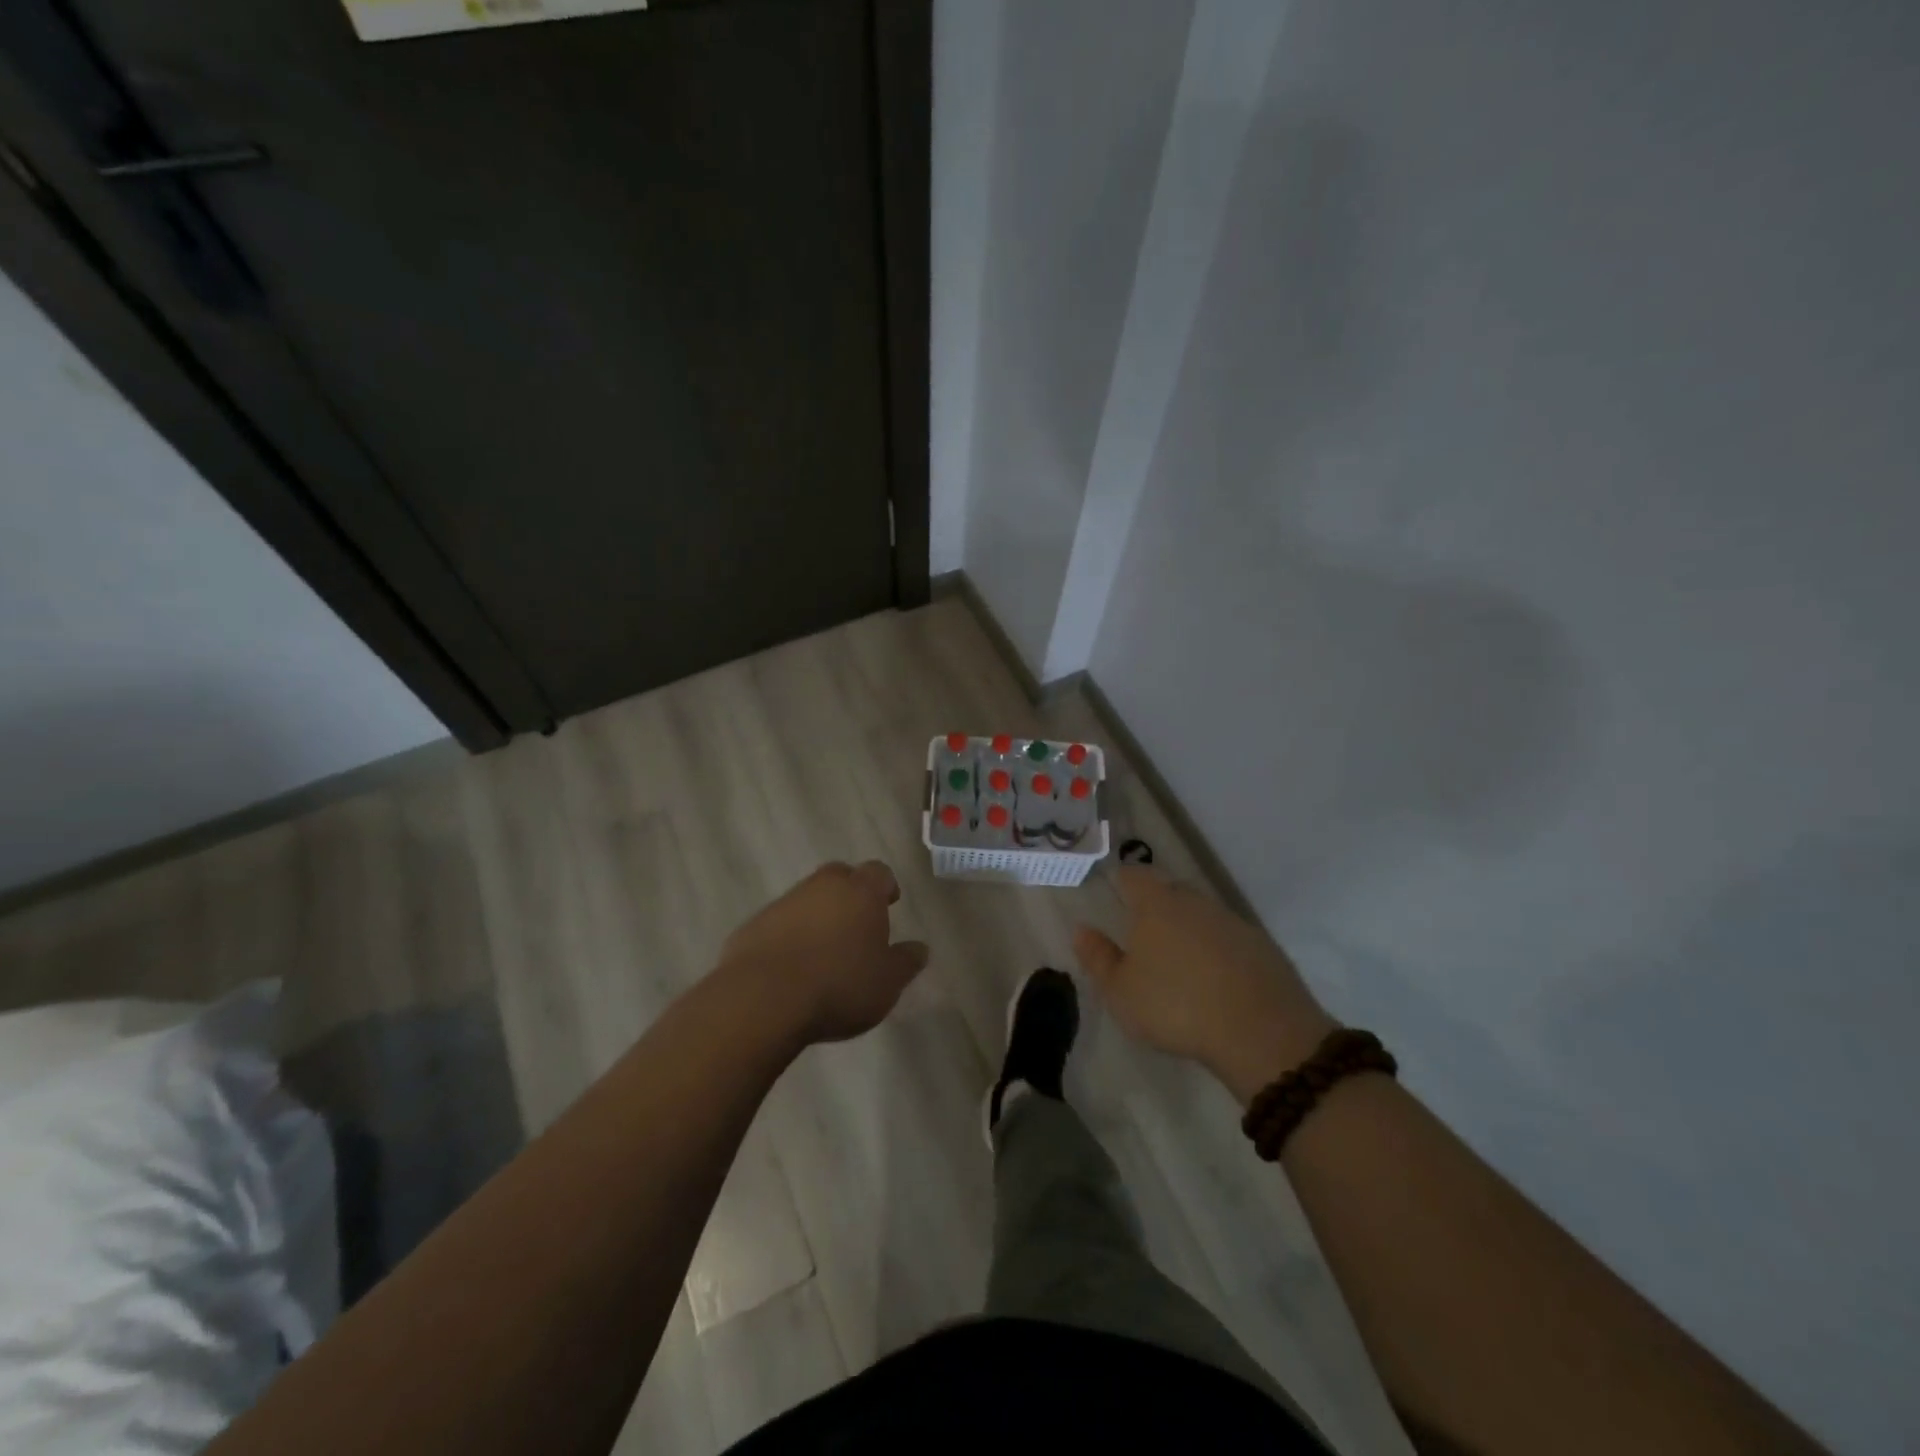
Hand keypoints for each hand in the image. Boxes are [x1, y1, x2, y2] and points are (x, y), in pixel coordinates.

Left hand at [719, 861, 929, 1047]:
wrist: (762, 999)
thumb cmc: (839, 985)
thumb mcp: (887, 983)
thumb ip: (906, 962)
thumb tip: (920, 948)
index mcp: (860, 892)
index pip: (879, 872)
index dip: (885, 887)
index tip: (889, 904)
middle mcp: (822, 886)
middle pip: (840, 877)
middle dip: (850, 893)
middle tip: (856, 924)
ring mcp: (784, 903)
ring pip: (808, 898)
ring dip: (817, 915)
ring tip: (823, 951)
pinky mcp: (753, 926)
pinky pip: (780, 923)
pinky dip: (789, 936)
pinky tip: (791, 966)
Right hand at [1073, 867, 1337, 1104]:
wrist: (1261, 1031)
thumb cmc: (1175, 1006)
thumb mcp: (1121, 992)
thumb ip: (1098, 958)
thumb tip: (1081, 929)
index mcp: (1156, 904)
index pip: (1134, 877)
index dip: (1123, 881)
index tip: (1116, 893)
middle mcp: (1195, 902)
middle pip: (1170, 891)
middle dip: (1156, 904)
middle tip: (1143, 931)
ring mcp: (1232, 922)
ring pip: (1202, 914)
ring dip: (1188, 928)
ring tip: (1178, 960)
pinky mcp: (1262, 946)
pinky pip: (1229, 938)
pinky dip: (1217, 950)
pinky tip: (1214, 979)